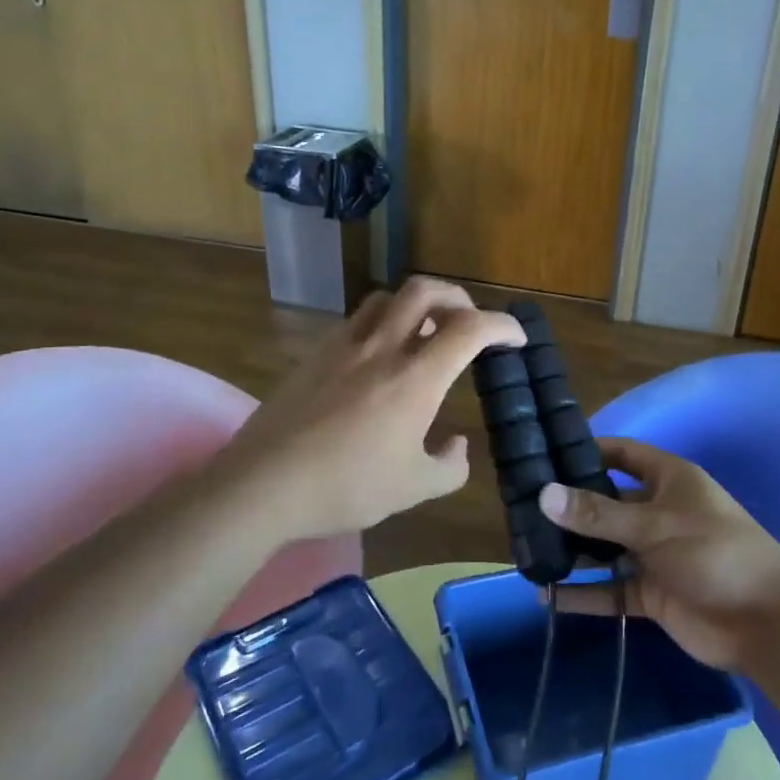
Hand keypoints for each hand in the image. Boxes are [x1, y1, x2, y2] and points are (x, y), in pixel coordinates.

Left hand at [212, 277, 523, 538]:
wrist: (263, 485)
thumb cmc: (346, 487)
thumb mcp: (413, 489)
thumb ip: (449, 466)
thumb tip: (457, 445)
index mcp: (415, 378)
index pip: (470, 328)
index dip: (502, 325)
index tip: (516, 338)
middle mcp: (383, 348)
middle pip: (426, 290)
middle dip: (458, 297)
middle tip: (469, 323)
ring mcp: (344, 346)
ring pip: (387, 297)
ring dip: (416, 303)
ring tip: (424, 331)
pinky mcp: (314, 355)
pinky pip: (356, 320)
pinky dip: (381, 323)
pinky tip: (378, 356)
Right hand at [537, 438, 779, 672]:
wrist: (766, 623)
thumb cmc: (715, 553)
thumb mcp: (654, 526)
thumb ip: (598, 514)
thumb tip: (543, 493)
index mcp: (669, 480)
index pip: (623, 453)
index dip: (589, 450)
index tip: (546, 452)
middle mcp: (659, 512)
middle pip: (607, 502)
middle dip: (571, 507)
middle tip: (522, 508)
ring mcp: (655, 554)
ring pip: (605, 548)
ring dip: (573, 552)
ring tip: (526, 551)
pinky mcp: (652, 593)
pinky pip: (611, 590)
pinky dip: (584, 595)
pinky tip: (548, 597)